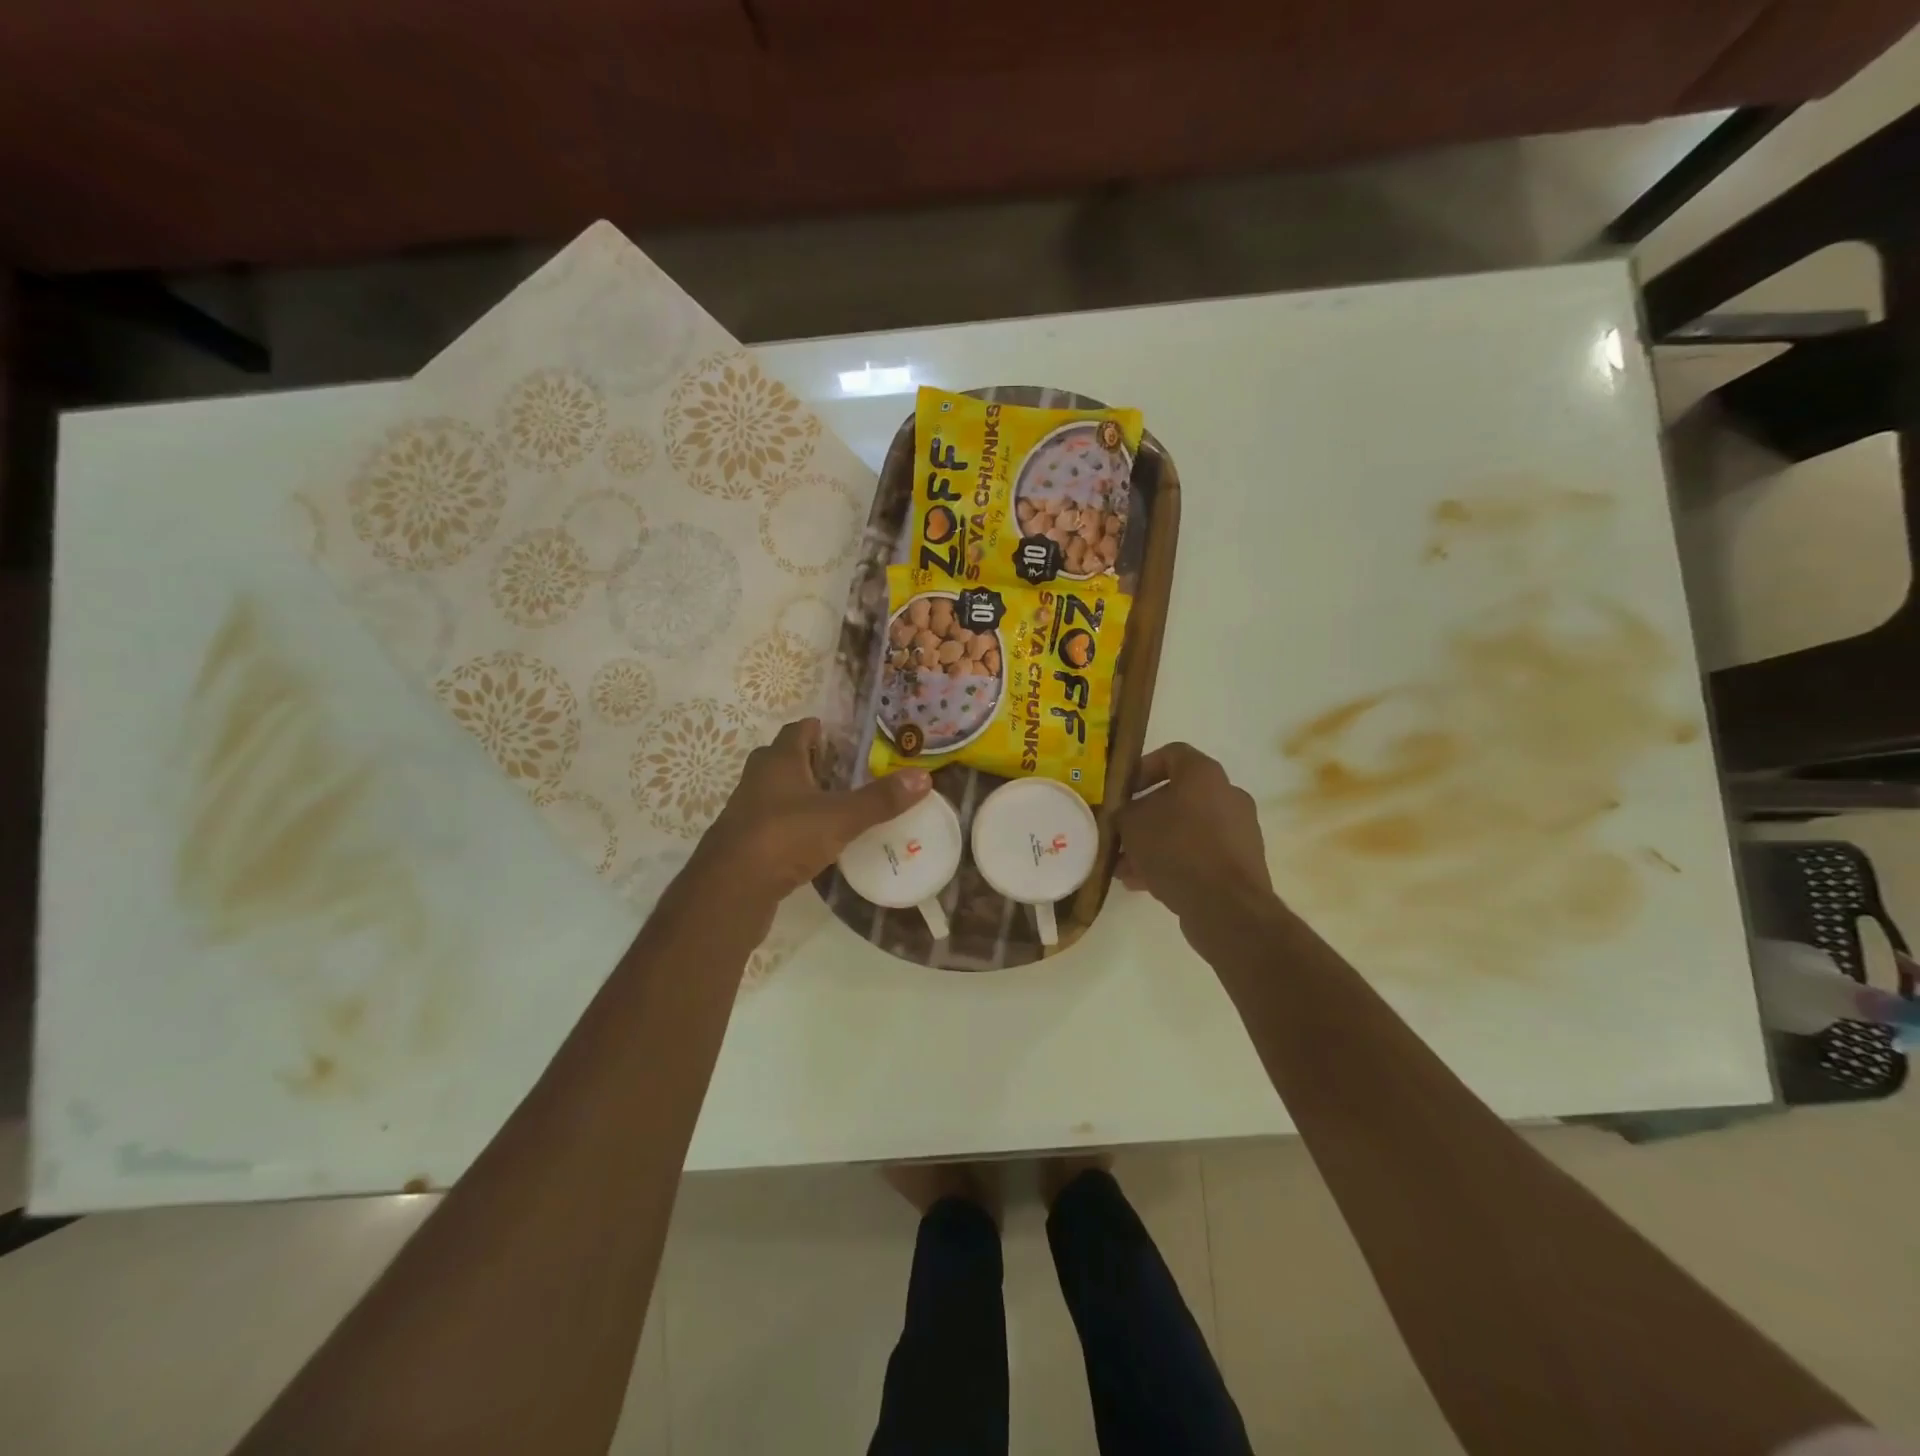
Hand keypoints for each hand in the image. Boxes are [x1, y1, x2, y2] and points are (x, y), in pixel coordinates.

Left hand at [693, 718, 931, 923]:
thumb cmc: (784, 838)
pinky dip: (795, 825)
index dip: (820, 729)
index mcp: (778, 761)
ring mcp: (748, 812)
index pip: (799, 730)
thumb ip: (880, 799)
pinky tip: (816, 840)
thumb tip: (923, 777)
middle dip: (813, 761)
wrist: (730, 891)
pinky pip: (775, 823)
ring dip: (803, 794)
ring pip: (778, 792)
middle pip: (786, 759)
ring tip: (838, 804)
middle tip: (848, 770)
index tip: (845, 735)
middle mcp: (759, 779)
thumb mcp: (840, 817)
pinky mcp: (746, 843)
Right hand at [1117, 743, 1274, 929]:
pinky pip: (1200, 854)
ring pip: (1187, 829)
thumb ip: (1123, 813)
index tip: (1123, 792)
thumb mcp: (1131, 824)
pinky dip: (1175, 863)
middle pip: (1178, 796)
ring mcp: (1239, 830)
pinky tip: (1144, 884)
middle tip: (1121, 834)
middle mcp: (1227, 795)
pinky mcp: (1241, 863)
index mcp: (1204, 774)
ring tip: (1126, 867)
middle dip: (1145, 816)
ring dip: (1156, 844)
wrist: (1225, 904)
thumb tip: (1125, 816)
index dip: (1142, 769)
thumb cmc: (1175, 847)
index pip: (1171, 753)